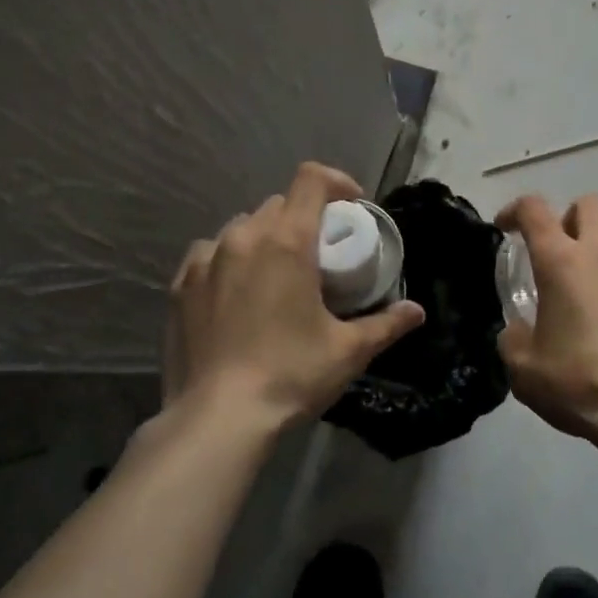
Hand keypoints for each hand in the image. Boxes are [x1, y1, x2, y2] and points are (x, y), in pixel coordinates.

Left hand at [164, 162, 425, 430]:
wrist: (217, 418)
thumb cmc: (289, 375)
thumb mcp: (347, 351)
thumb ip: (386, 324)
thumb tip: (417, 312)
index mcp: (287, 240)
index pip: (311, 179)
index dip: (336, 182)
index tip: (351, 206)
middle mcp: (244, 236)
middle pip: (280, 204)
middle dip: (304, 219)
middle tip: (318, 254)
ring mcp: (206, 258)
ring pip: (243, 227)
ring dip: (266, 238)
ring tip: (276, 275)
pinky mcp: (181, 284)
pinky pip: (211, 253)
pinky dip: (230, 260)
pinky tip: (237, 293)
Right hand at [496, 193, 597, 447]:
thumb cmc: (582, 385)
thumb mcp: (525, 371)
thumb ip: (513, 339)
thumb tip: (519, 329)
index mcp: (561, 261)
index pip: (533, 209)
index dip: (515, 210)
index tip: (507, 228)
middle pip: (589, 204)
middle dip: (571, 220)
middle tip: (565, 253)